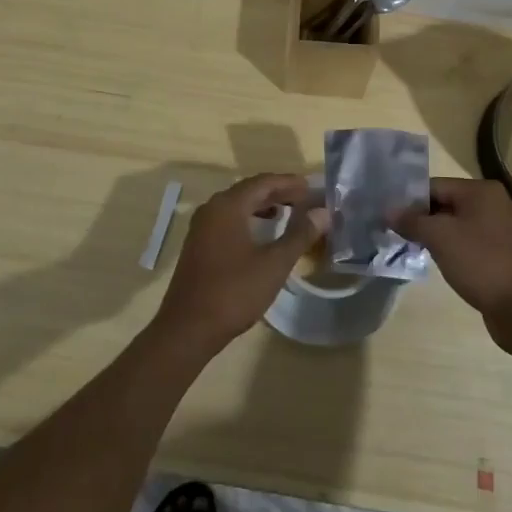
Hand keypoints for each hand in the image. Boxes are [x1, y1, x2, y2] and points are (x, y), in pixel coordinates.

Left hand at [153, 174, 324, 357]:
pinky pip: (228, 219)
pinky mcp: (198, 244)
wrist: (188, 329)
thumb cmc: (234, 292)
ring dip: (263, 205)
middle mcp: (212, 208)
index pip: (263, 182)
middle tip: (305, 199)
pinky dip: (249, 218)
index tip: (312, 187)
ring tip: (289, 212)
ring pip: (238, 205)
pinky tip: (262, 233)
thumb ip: (300, 235)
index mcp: (228, 206)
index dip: (289, 182)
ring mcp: (202, 227)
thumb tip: (323, 212)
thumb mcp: (274, 264)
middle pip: (249, 190)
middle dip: (278, 192)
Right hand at [392, 178, 511, 347]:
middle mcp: (491, 204)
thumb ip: (412, 220)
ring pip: (454, 225)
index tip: (386, 216)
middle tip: (392, 233)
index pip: (434, 186)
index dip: (409, 200)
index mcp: (480, 191)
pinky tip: (432, 261)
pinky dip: (448, 249)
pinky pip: (465, 243)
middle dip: (419, 218)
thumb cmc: (481, 263)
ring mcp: (497, 230)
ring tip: (407, 247)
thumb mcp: (440, 237)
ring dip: (432, 235)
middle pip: (444, 204)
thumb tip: (388, 210)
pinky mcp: (497, 254)